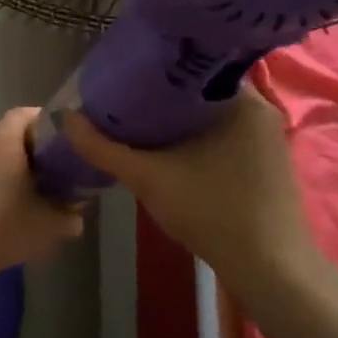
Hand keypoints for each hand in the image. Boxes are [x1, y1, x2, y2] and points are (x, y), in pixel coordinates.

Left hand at [0, 108, 84, 276]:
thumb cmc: (6, 227)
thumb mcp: (49, 224)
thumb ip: (69, 216)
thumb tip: (78, 215)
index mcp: (3, 143)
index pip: (22, 114)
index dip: (43, 119)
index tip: (63, 134)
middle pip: (9, 132)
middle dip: (33, 144)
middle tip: (55, 162)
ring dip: (14, 163)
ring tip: (37, 184)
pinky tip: (12, 203)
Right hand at [62, 83, 315, 285]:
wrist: (271, 273)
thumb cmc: (214, 212)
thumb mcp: (149, 177)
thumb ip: (104, 148)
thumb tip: (66, 119)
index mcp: (243, 100)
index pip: (194, 64)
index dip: (156, 66)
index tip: (124, 71)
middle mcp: (261, 111)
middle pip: (200, 90)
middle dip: (162, 94)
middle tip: (122, 96)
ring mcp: (267, 139)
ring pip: (211, 115)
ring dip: (178, 118)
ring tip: (137, 117)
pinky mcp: (266, 164)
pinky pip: (223, 135)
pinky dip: (195, 136)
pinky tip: (167, 147)